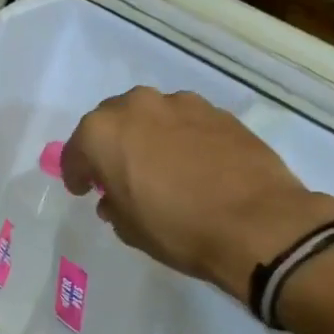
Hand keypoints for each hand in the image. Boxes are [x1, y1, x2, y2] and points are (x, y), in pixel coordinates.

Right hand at [61, 88, 333, 301]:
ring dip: (146, 137)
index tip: (82, 189)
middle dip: (109, 146)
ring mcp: (182, 104)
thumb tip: (115, 197)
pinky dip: (179, 138)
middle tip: (116, 174)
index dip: (76, 172)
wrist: (257, 223)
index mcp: (104, 132)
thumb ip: (113, 205)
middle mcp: (138, 106)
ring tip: (157, 167)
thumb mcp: (129, 228)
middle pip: (112, 121)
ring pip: (151, 116)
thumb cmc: (177, 228)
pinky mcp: (219, 112)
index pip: (77, 149)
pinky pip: (185, 123)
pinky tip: (191, 165)